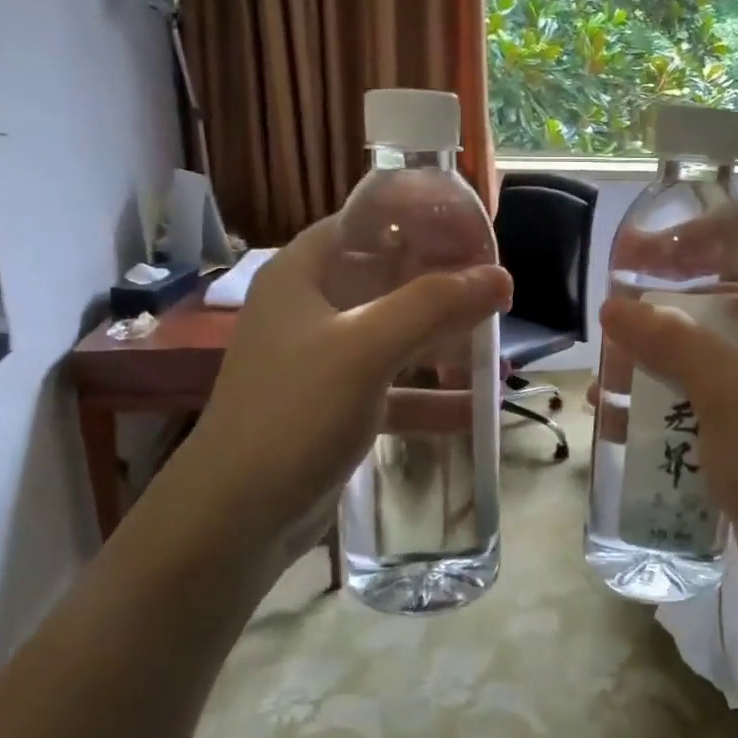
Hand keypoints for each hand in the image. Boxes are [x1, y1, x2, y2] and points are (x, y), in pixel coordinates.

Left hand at [172, 215, 511, 565]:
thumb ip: (433, 306)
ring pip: (395, 335)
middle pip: (387, 279)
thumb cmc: (293, 413)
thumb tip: (501, 277)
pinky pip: (394, 388)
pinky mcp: (336, 407)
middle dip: (442, 285)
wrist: (235, 517)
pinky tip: (474, 409)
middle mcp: (311, 310)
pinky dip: (430, 396)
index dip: (417, 220)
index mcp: (303, 275)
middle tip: (496, 290)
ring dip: (444, 342)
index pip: (364, 223)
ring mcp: (324, 361)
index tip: (472, 231)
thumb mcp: (365, 349)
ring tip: (497, 350)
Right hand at [598, 249, 737, 615]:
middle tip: (613, 312)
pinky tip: (617, 416)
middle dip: (660, 309)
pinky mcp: (737, 431)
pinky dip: (655, 402)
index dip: (701, 243)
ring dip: (649, 361)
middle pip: (712, 307)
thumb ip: (671, 341)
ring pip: (694, 357)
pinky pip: (689, 401)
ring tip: (605, 373)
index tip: (649, 249)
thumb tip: (612, 307)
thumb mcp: (726, 388)